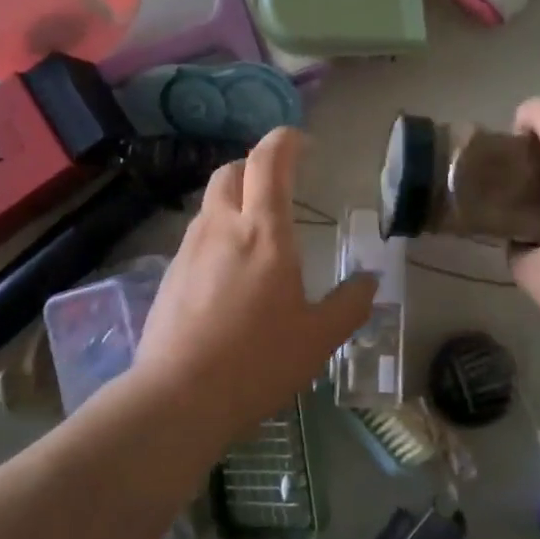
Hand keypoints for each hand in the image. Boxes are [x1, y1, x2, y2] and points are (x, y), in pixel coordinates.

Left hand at [133, 128, 376, 437]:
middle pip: (232, 171)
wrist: (178, 398)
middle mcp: (222, 227)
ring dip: (236, 200)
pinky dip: (218, 233)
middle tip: (280, 186)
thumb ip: (350, 304)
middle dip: (257, 166)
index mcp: (264, 232)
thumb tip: (370, 281)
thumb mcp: (319, 338)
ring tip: (257, 232)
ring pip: (211, 202)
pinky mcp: (169, 273)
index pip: (269, 160)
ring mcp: (189, 248)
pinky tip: (230, 272)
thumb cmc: (258, 362)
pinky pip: (198, 235)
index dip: (286, 140)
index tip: (304, 143)